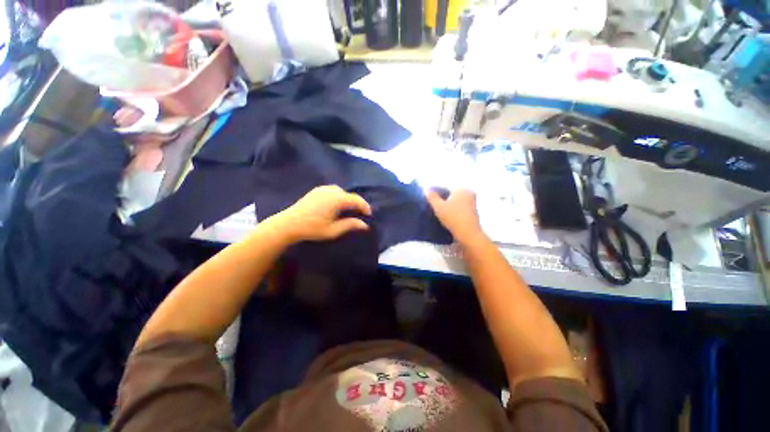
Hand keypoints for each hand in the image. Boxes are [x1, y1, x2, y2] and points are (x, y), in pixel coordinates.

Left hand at [275, 185, 371, 242]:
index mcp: (337, 200)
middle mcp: (331, 191)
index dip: (365, 207)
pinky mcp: (316, 190)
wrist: (288, 224)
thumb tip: (365, 225)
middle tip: (360, 214)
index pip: (356, 200)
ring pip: (342, 191)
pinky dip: (339, 196)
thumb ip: (350, 225)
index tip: (369, 215)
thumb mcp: (333, 230)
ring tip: (349, 209)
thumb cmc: (312, 228)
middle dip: (357, 203)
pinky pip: (333, 190)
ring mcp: (323, 189)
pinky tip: (336, 204)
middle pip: (350, 195)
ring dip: (348, 199)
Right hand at [426, 188, 484, 243]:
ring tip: (438, 212)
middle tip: (432, 206)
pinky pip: (459, 208)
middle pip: (450, 195)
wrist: (468, 234)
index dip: (435, 193)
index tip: (428, 199)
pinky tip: (446, 217)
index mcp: (461, 189)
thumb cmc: (453, 218)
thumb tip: (426, 190)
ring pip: (455, 202)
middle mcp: (469, 193)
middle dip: (442, 199)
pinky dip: (453, 211)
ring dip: (447, 206)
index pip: (445, 188)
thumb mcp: (438, 206)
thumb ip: (432, 197)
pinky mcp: (472, 213)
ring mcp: (472, 203)